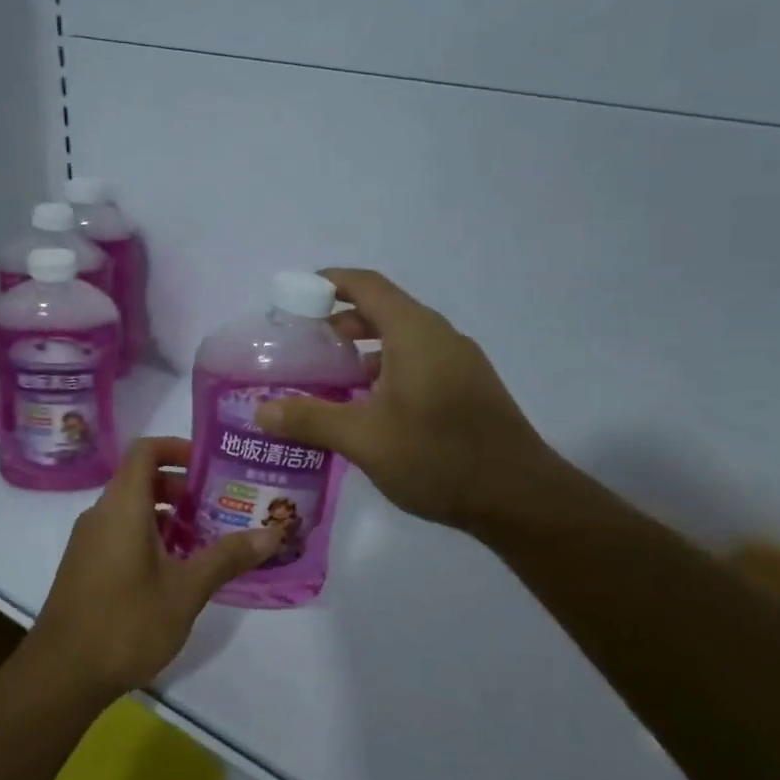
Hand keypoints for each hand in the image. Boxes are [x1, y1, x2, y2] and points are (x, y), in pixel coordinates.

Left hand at [27, 436, 278, 698]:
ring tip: (209, 540)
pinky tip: (179, 571)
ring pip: (133, 510)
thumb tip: (273, 533)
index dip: (178, 448)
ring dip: (170, 517)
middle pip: (142, 480)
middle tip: (222, 507)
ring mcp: (89, 542)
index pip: (145, 450)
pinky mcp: (86, 567)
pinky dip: (151, 538)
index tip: (212, 465)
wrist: (62, 675)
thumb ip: (227, 557)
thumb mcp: (186, 590)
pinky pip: (121, 534)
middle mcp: (101, 514)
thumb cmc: (126, 623)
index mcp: (122, 506)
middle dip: (183, 489)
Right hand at [255, 268, 561, 536]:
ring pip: (403, 340)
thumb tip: (260, 411)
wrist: (519, 497)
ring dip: (364, 351)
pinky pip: (420, 363)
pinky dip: (387, 371)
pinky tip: (369, 408)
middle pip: (384, 311)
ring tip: (329, 380)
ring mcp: (460, 363)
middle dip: (341, 323)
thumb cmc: (437, 456)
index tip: (296, 293)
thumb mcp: (364, 439)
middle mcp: (440, 336)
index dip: (329, 282)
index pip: (366, 285)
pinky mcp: (469, 388)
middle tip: (304, 346)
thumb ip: (310, 419)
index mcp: (415, 332)